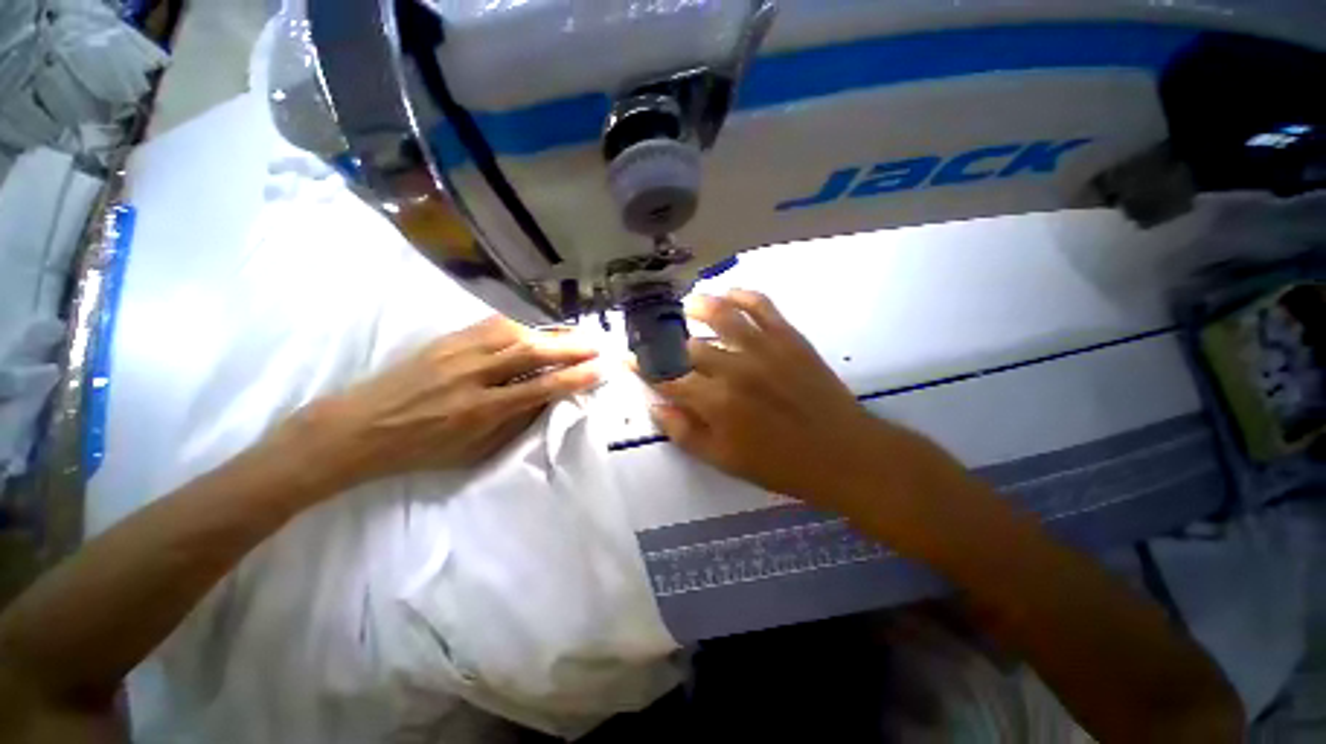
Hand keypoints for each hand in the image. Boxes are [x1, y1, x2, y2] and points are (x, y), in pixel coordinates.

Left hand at [285, 316, 599, 491]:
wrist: (358, 428)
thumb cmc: (420, 449)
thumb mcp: (472, 450)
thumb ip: (513, 422)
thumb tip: (547, 399)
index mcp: (479, 411)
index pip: (538, 389)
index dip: (573, 378)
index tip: (599, 370)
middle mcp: (472, 376)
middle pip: (530, 353)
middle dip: (570, 348)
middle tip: (598, 345)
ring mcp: (457, 352)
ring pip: (514, 333)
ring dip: (550, 333)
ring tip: (574, 336)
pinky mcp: (446, 339)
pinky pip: (492, 326)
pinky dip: (522, 325)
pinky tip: (536, 328)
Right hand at [641, 290, 959, 519]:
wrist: (841, 453)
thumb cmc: (779, 464)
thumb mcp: (723, 460)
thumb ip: (684, 432)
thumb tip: (655, 405)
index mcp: (715, 402)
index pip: (667, 378)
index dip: (643, 368)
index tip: (628, 357)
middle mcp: (734, 368)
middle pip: (688, 346)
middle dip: (667, 342)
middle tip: (658, 337)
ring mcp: (763, 348)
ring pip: (721, 314)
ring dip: (699, 306)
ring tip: (688, 306)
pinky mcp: (789, 337)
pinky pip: (762, 305)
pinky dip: (743, 295)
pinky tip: (730, 294)